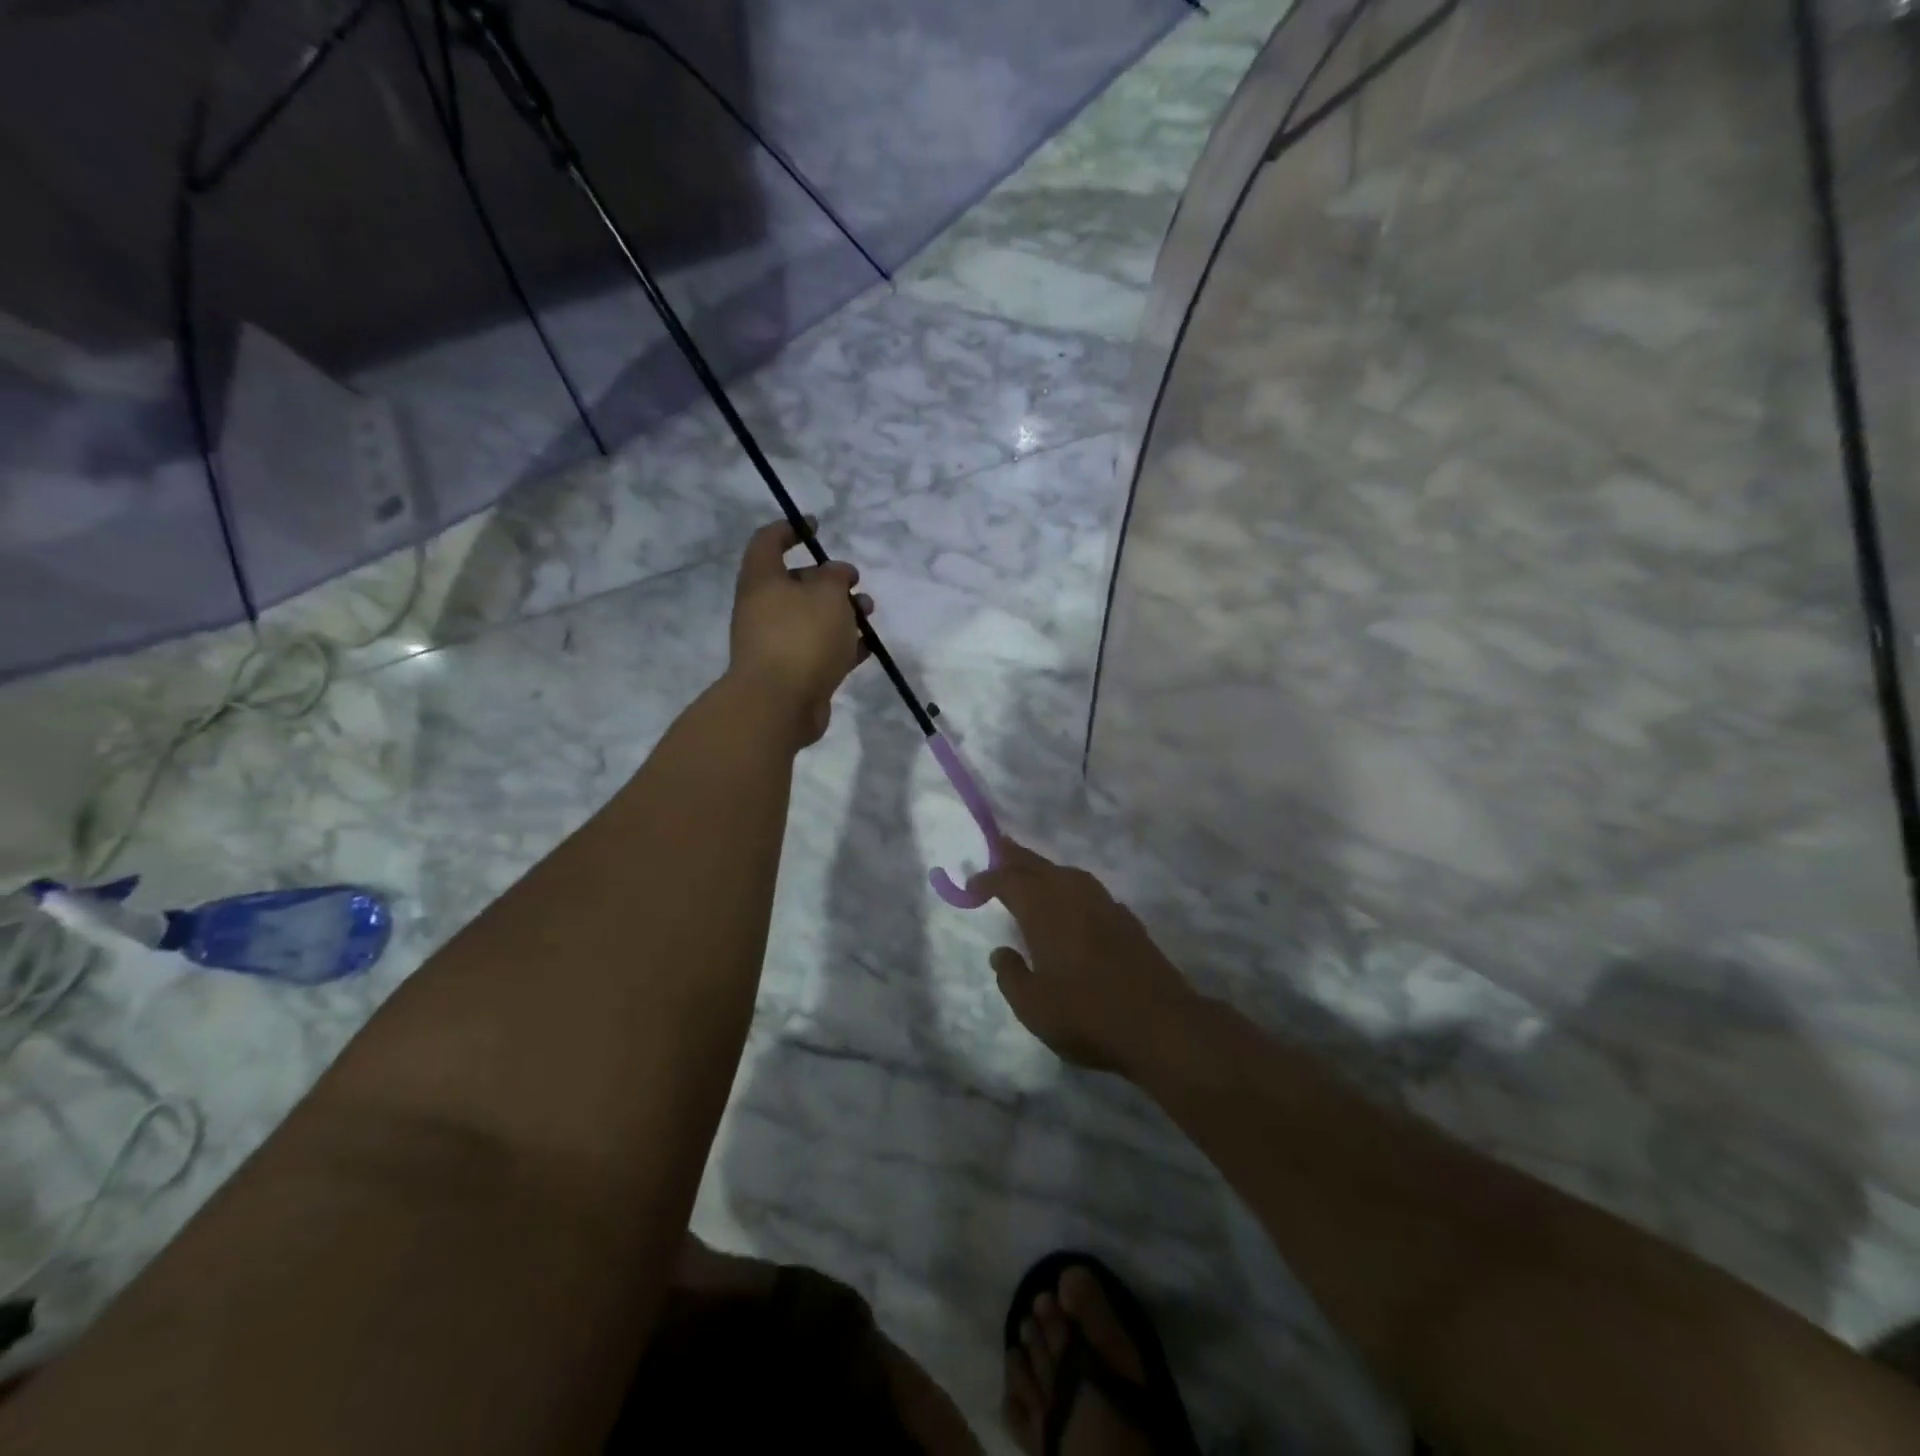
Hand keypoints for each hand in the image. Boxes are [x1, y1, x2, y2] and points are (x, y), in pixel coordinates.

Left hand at [728, 518, 872, 746]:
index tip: (815, 526)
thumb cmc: (801, 637)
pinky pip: (820, 650)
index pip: (768, 542)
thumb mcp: (826, 593)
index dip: (790, 529)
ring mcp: (777, 643)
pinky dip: (843, 645)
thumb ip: (835, 576)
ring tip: (868, 614)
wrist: (779, 704)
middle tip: (855, 583)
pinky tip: (867, 646)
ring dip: (842, 612)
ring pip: (812, 618)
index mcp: (762, 581)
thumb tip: (837, 574)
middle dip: (829, 579)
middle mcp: (764, 609)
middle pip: (796, 583)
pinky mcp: (793, 672)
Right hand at [971, 838, 1196, 1073]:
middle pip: (1038, 866)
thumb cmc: (1087, 1015)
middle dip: (1015, 857)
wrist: (1160, 1023)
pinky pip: (1088, 890)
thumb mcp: (1033, 1007)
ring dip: (1045, 870)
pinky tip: (1071, 904)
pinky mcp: (1126, 919)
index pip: (1008, 881)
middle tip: (998, 847)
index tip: (971, 886)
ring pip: (1067, 874)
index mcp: (1044, 910)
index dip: (987, 879)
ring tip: (1031, 875)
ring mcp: (1104, 904)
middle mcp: (1072, 896)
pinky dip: (1070, 888)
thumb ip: (1011, 975)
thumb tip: (1001, 952)